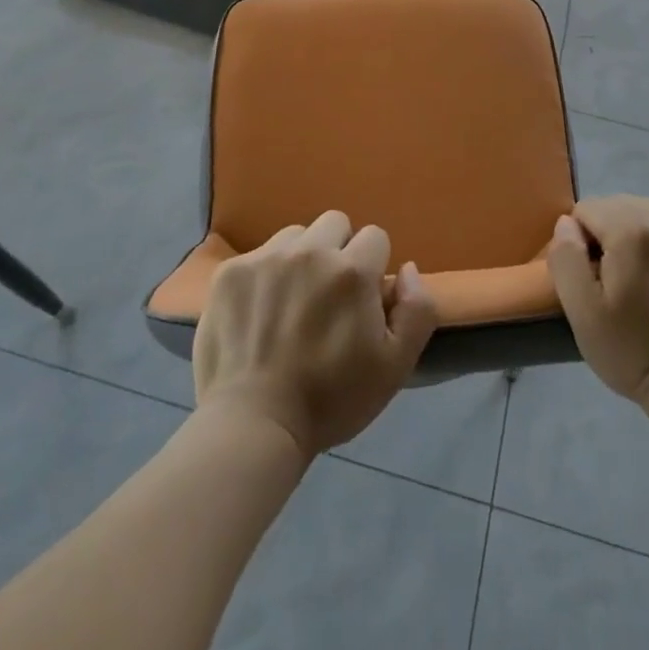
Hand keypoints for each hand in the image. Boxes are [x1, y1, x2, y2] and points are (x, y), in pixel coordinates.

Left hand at [194, 210, 438, 456]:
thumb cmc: (331, 399)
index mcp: (352, 270)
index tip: (361, 301)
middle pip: (335, 224)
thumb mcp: (395, 366)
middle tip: (328, 296)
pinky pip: (259, 255)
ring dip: (301, 258)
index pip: (375, 237)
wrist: (254, 425)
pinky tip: (260, 312)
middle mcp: (310, 250)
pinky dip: (265, 275)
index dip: (373, 268)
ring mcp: (266, 257)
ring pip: (296, 236)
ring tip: (292, 301)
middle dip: (338, 252)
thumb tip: (407, 268)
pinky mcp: (231, 271)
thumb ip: (417, 310)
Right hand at [546, 195, 648, 413]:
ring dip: (644, 238)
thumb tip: (567, 224)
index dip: (583, 242)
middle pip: (622, 206)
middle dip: (613, 236)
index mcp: (631, 228)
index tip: (595, 278)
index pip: (588, 209)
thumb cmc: (634, 352)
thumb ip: (566, 256)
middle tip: (621, 282)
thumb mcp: (581, 311)